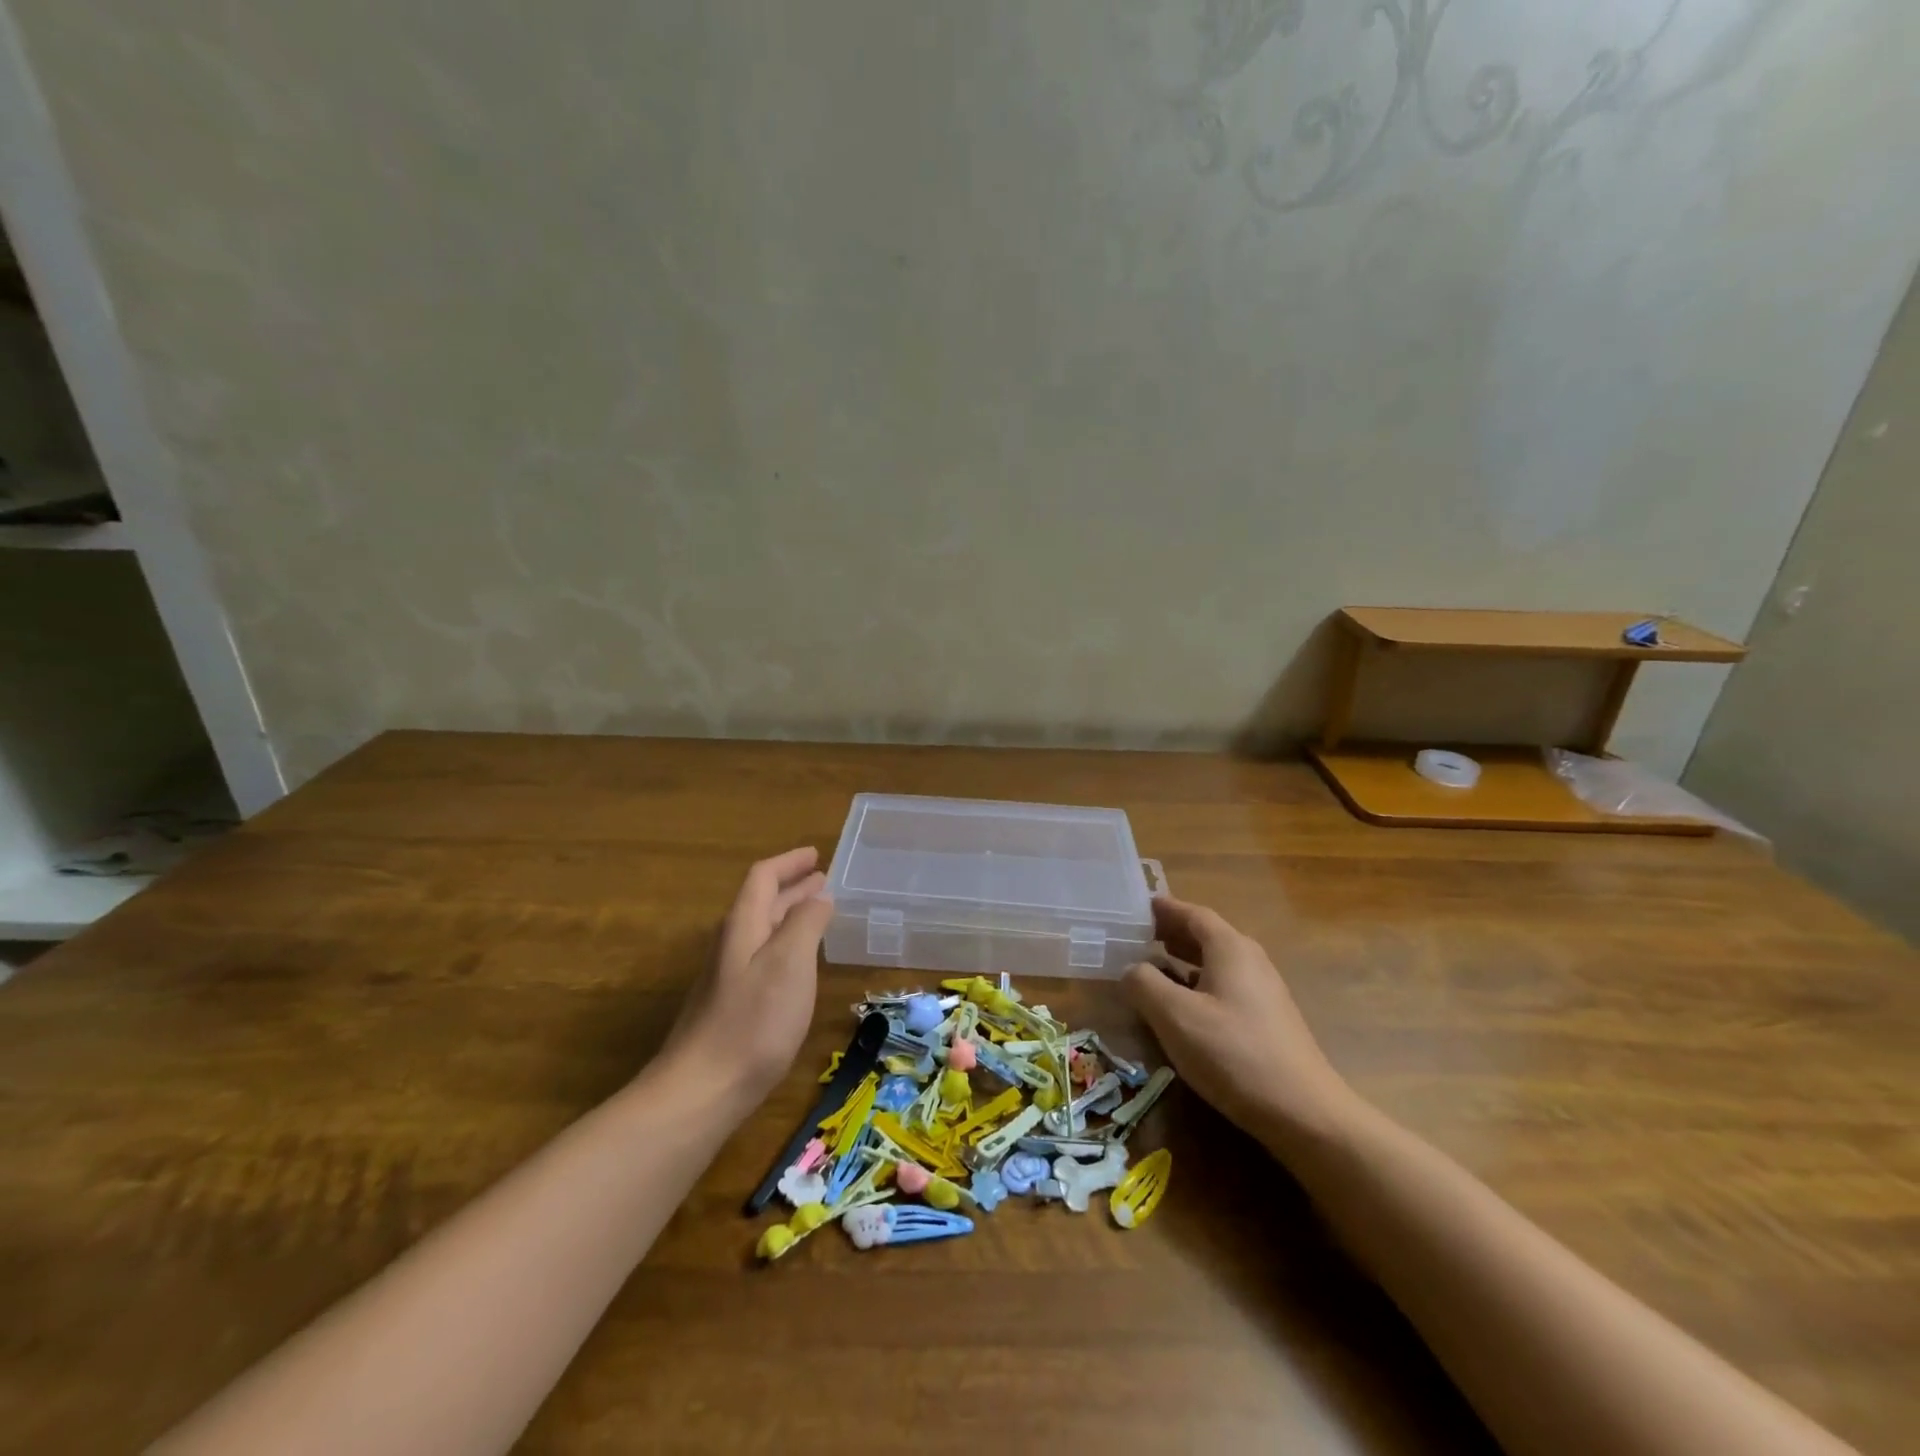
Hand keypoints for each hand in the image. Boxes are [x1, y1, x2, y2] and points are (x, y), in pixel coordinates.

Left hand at [665, 847, 834, 1106]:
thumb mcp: (790, 963)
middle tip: (823, 880)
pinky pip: (762, 956)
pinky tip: (798, 962)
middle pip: (762, 902)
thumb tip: (819, 895)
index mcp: (743, 925)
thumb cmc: (753, 1021)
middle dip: (792, 887)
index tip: (816, 855)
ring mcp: (727, 976)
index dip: (789, 862)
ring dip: (790, 914)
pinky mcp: (730, 1005)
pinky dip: (785, 943)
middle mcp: (731, 944)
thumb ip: (806, 923)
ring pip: (762, 930)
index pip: (763, 877)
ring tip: (818, 912)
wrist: (702, 1090)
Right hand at [1122, 896, 1358, 1152]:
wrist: (1304, 1113)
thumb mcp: (1175, 1016)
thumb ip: (1144, 984)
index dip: (1164, 908)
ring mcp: (1263, 991)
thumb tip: (1132, 969)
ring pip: (1216, 963)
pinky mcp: (1267, 1021)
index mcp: (1230, 948)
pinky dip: (1198, 983)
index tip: (1136, 907)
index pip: (1193, 913)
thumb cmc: (1233, 1054)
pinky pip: (1225, 986)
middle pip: (1206, 935)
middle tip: (1136, 936)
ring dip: (1183, 959)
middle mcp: (1250, 960)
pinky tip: (1182, 1005)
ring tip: (1152, 966)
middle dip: (1171, 932)